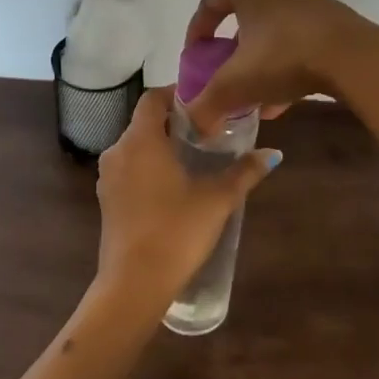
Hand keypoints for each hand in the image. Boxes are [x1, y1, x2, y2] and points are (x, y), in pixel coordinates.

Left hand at [94, 88, 280, 310]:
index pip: (153, 98)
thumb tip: (273, 153)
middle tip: (207, 132)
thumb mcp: (217, 199)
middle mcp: (118, 150)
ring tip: (194, 158)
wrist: (134, 284)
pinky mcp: (106, 200)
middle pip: (145, 122)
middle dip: (174, 123)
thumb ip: (245, 172)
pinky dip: (148, 168)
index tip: (203, 102)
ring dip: (161, 146)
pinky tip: (173, 186)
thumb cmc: (176, 231)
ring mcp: (107, 177)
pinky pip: (129, 170)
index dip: (176, 94)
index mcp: (141, 140)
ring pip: (136, 147)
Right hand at [182, 0, 378, 133]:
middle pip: (244, 15)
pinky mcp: (335, 13)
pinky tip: (284, 97)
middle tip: (226, 74)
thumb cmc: (284, 56)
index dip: (197, 33)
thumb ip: (207, 103)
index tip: (194, 60)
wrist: (354, 58)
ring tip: (256, 95)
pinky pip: (299, 35)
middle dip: (232, 50)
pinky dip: (287, 61)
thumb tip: (192, 124)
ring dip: (261, 60)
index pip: (210, 3)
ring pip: (274, 28)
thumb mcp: (236, 84)